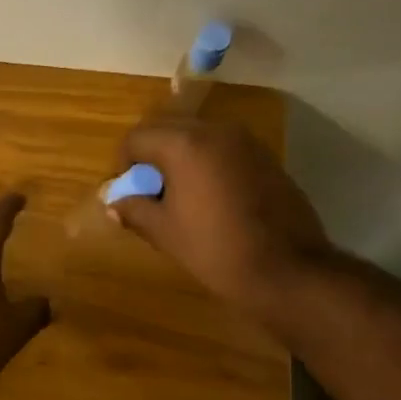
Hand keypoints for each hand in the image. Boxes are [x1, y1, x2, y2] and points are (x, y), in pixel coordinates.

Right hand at [108, 117, 333, 321]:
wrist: (287, 270)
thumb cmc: (215, 249)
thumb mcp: (165, 232)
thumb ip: (134, 210)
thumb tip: (113, 203)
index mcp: (184, 145)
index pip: (136, 137)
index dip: (123, 163)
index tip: (128, 192)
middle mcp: (215, 131)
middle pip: (166, 129)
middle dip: (150, 155)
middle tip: (149, 192)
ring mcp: (245, 142)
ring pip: (197, 136)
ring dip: (179, 158)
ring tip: (179, 196)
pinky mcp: (265, 157)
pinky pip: (222, 149)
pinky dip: (206, 163)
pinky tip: (210, 199)